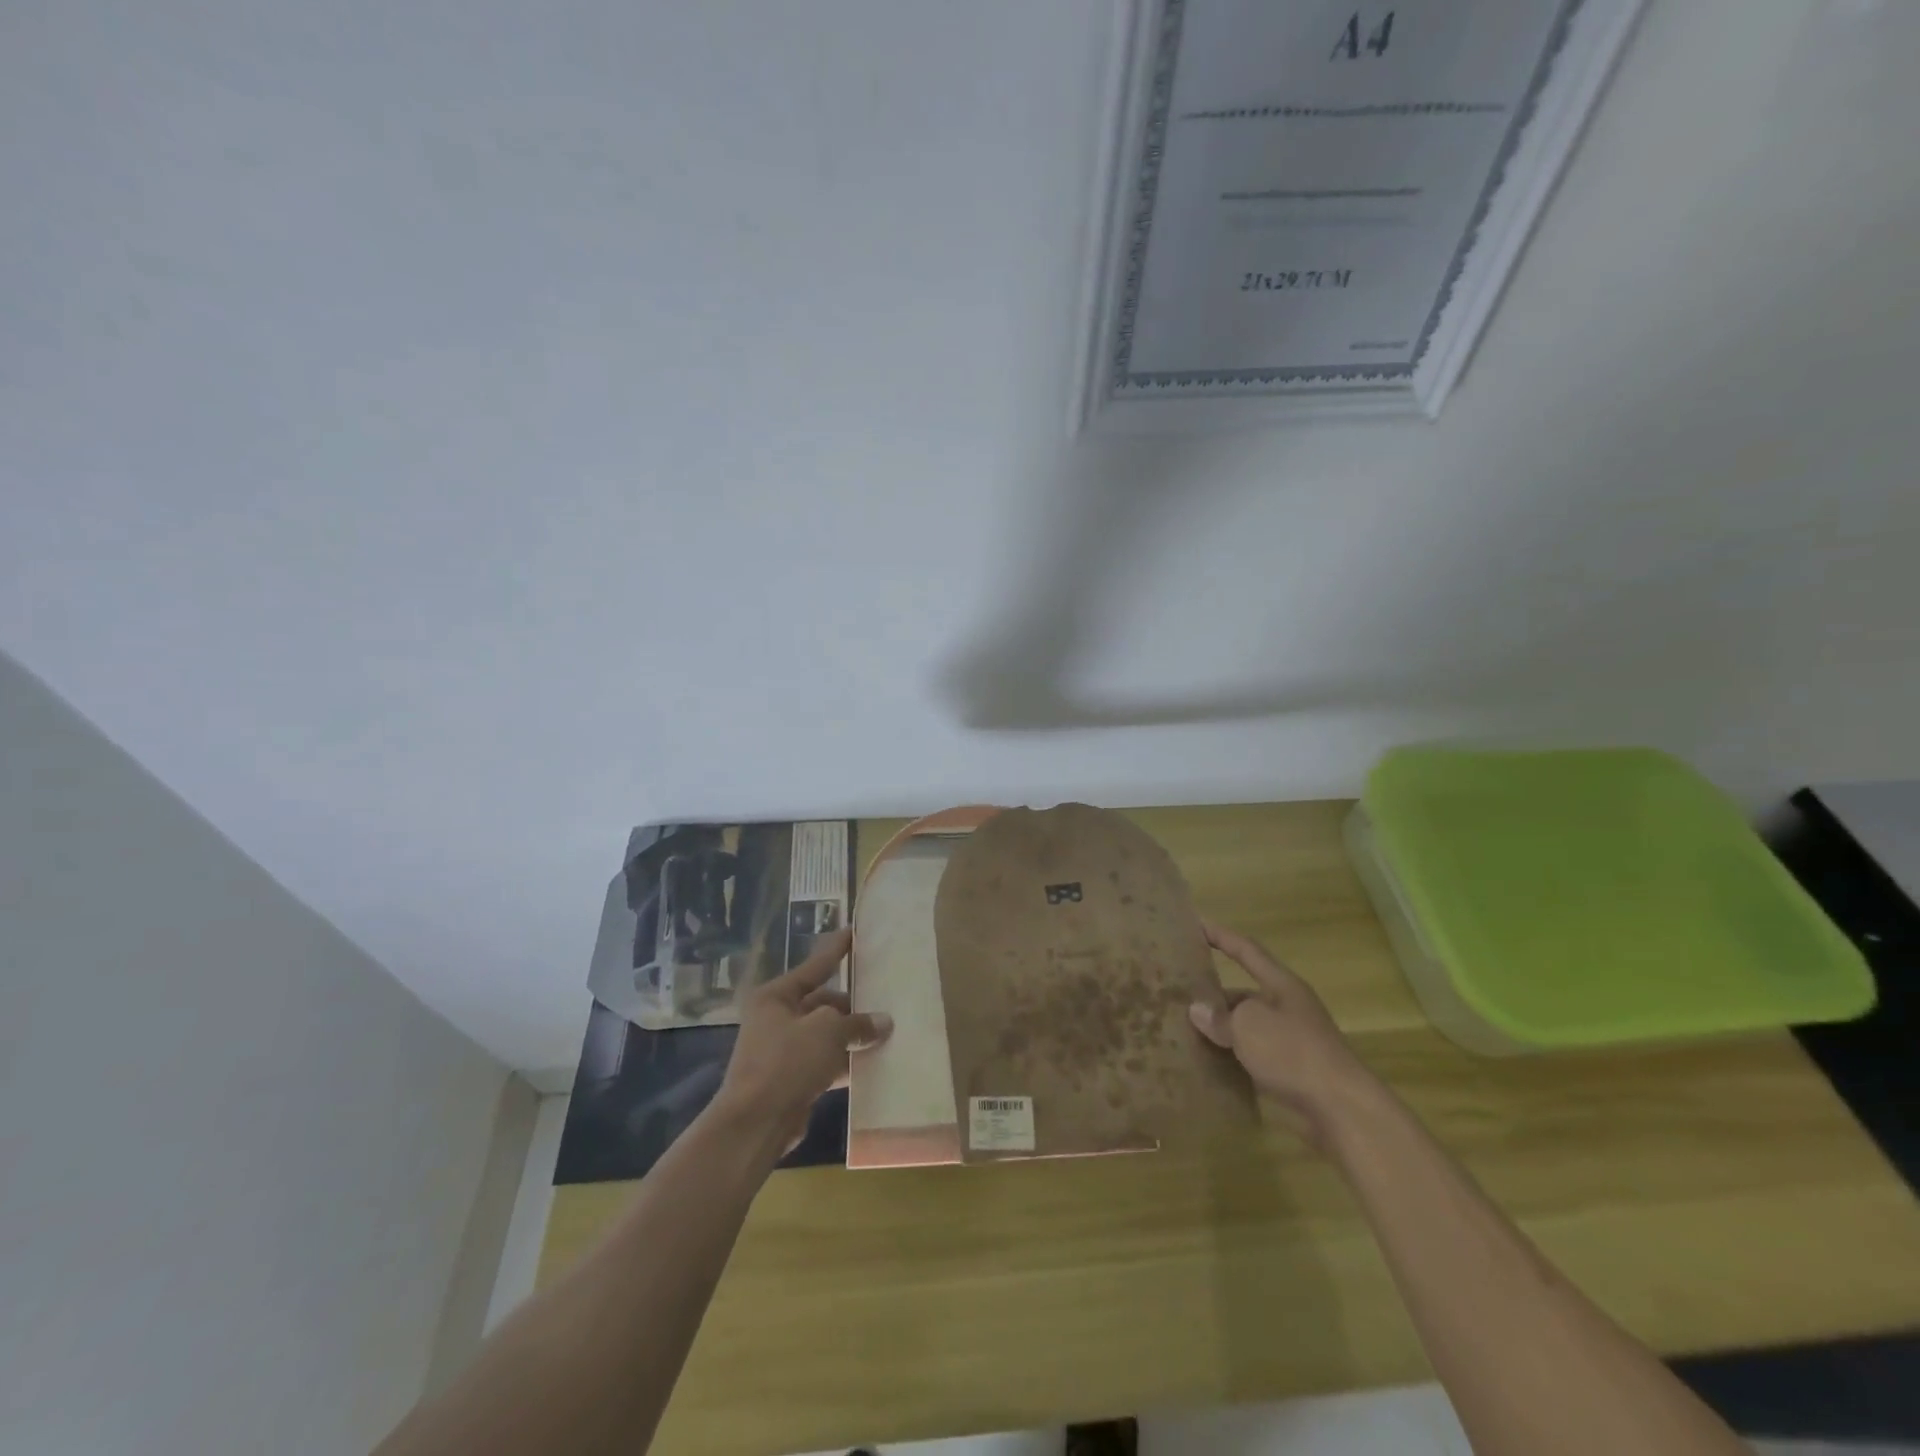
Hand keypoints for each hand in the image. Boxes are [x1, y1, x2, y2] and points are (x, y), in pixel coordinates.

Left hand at [712, 926, 892, 1153]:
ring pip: (824, 1035)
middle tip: (882, 1000)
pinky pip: (822, 1062)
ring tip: (884, 1033)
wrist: (754, 1124)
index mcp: (776, 996)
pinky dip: (843, 1063)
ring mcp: (780, 1051)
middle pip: (821, 1003)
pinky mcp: (789, 1080)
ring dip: (850, 1037)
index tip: (853, 932)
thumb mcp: (828, 1032)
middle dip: (851, 1006)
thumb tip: (882, 1022)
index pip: (814, 966)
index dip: (836, 950)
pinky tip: (870, 1066)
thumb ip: (857, 1023)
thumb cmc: (787, 1062)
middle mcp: (775, 1019)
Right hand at [1188, 920, 1380, 1145]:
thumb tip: (1198, 1011)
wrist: (1341, 1110)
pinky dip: (1231, 1060)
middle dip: (1213, 995)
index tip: (1196, 925)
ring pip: (1246, 1029)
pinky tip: (1207, 1067)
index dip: (1221, 936)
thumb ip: (1219, 1017)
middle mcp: (1287, 1009)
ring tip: (1184, 1032)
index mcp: (1281, 986)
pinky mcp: (1290, 1074)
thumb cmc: (1293, 1052)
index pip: (1246, 951)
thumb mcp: (1248, 1025)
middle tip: (1178, 995)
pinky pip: (1252, 1059)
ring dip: (1221, 1031)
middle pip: (1244, 994)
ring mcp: (1291, 1043)